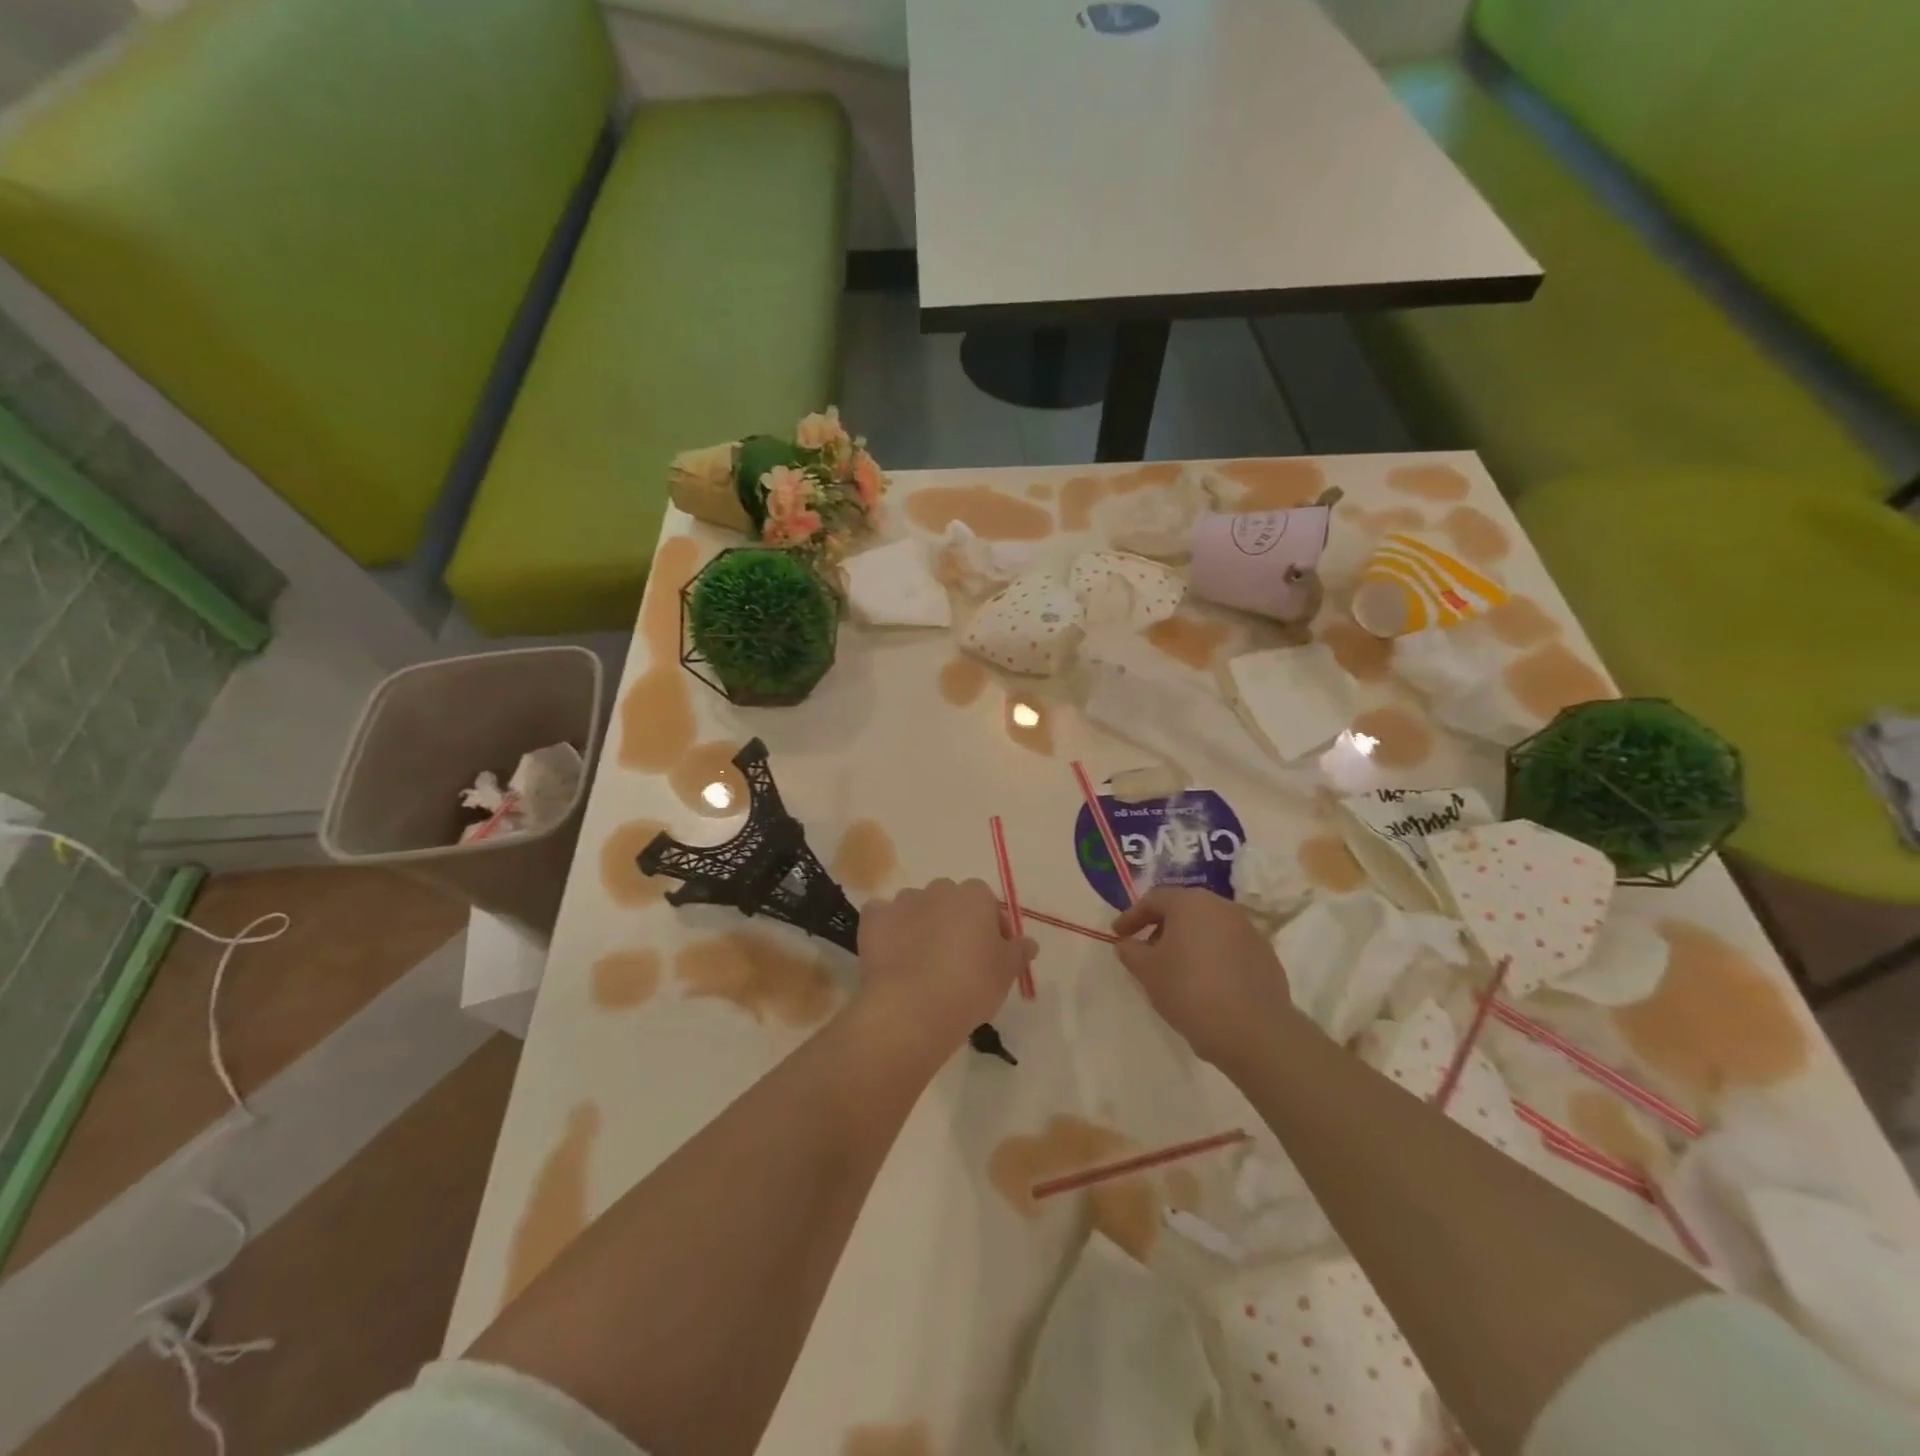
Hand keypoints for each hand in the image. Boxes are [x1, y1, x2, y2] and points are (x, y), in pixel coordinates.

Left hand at [854, 878, 1031, 1061]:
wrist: (912, 1007)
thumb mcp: (1007, 973)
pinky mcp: (874, 920)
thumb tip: (1028, 943)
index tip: (992, 954)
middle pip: (950, 900)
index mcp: (974, 896)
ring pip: (915, 906)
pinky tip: (891, 954)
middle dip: (953, 921)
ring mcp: (903, 902)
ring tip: (921, 960)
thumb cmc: (970, 986)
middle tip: (957, 958)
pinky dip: (886, 930)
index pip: (987, 903)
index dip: (990, 927)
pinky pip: (882, 918)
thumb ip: (1018, 952)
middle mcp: (938, 890)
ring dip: (920, 924)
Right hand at [1112, 887, 1296, 1065]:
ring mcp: (1248, 930)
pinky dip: (1211, 957)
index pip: (1153, 900)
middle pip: (1183, 910)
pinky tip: (1204, 983)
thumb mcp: (1146, 971)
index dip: (1131, 917)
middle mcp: (1222, 907)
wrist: (1253, 1031)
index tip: (1117, 935)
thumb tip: (1127, 943)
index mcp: (1191, 903)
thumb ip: (1130, 950)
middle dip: (1160, 927)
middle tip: (1145, 950)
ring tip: (1174, 969)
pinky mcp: (1265, 955)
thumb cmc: (1189, 991)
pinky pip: (1228, 948)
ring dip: (1187, 942)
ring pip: (1207, 928)